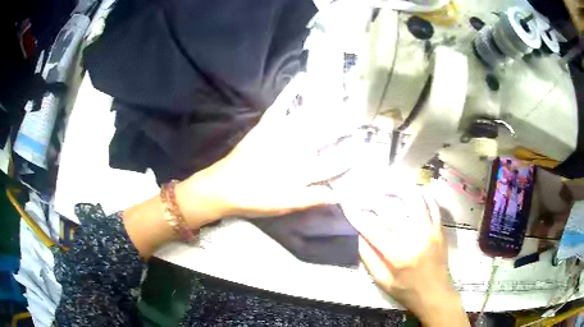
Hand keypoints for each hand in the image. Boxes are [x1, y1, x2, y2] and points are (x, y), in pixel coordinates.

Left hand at [176, 84, 350, 225]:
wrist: (223, 187)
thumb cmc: (254, 199)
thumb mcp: (285, 206)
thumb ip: (313, 198)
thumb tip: (339, 194)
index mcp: (301, 170)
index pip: (333, 163)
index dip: (350, 156)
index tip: (364, 147)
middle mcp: (294, 149)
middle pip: (324, 135)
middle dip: (344, 125)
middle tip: (360, 114)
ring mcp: (279, 134)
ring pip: (308, 118)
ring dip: (326, 107)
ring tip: (342, 96)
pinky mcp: (266, 126)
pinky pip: (280, 106)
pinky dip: (290, 92)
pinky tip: (300, 79)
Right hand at [348, 186, 468, 325]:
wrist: (435, 294)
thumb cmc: (406, 291)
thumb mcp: (382, 280)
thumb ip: (368, 257)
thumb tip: (358, 234)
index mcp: (397, 254)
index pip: (371, 227)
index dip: (356, 215)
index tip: (347, 206)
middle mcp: (414, 236)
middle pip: (389, 207)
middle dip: (371, 198)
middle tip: (362, 194)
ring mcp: (429, 229)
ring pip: (413, 197)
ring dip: (396, 188)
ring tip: (386, 187)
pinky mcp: (439, 227)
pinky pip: (431, 202)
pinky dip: (420, 194)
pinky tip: (410, 192)